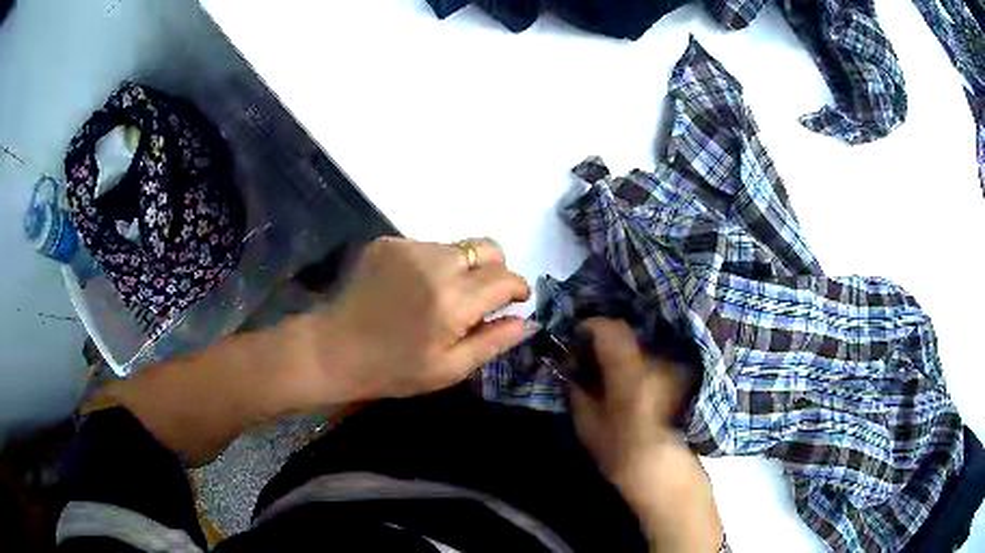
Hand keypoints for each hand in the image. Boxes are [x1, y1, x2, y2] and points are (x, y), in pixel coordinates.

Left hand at [289, 236, 530, 404]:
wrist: (334, 350)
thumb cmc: (394, 369)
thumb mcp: (449, 369)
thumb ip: (493, 342)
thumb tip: (525, 320)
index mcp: (453, 301)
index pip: (505, 277)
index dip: (517, 288)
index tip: (515, 301)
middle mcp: (436, 264)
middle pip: (487, 248)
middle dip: (495, 270)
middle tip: (482, 297)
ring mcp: (409, 248)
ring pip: (457, 247)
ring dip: (461, 268)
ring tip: (438, 297)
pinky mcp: (388, 243)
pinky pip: (427, 246)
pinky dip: (432, 264)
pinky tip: (411, 289)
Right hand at [569, 318, 687, 479]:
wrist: (663, 473)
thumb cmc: (621, 453)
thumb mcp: (587, 424)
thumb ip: (577, 388)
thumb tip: (569, 365)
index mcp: (630, 371)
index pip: (611, 329)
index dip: (590, 326)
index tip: (575, 337)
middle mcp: (654, 363)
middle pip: (626, 335)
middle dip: (604, 340)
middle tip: (587, 358)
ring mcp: (670, 370)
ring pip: (639, 348)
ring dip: (620, 353)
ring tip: (606, 374)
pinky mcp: (677, 380)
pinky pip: (651, 361)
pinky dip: (635, 364)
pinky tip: (626, 385)